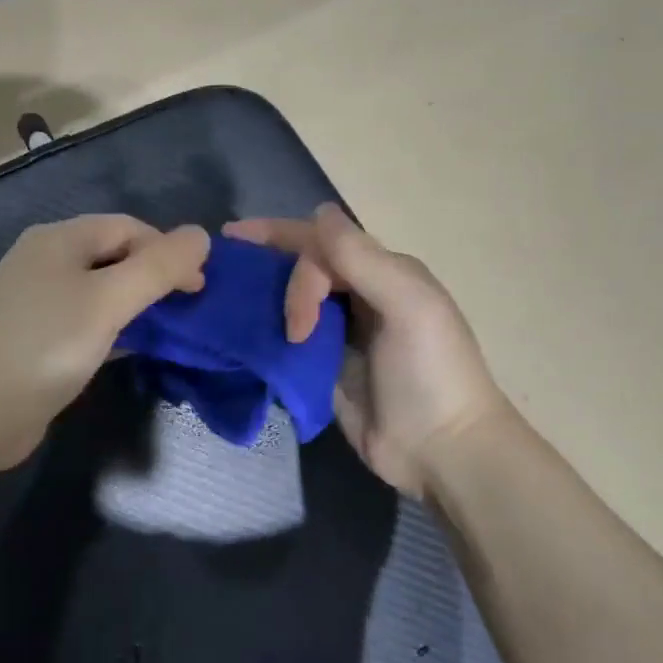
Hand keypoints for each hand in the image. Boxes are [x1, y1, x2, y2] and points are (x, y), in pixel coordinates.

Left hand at [0, 215, 209, 471]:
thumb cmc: (44, 344)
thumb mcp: (108, 301)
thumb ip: (158, 267)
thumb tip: (202, 234)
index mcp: (59, 239)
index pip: (128, 227)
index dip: (167, 250)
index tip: (199, 287)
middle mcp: (46, 262)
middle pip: (113, 257)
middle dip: (154, 277)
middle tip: (189, 310)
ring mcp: (37, 303)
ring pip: (100, 293)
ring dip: (136, 306)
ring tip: (171, 330)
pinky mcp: (36, 340)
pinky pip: (86, 323)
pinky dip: (114, 331)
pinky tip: (134, 349)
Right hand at [224, 204, 509, 497]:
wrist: (440, 451)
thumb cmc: (430, 372)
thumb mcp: (408, 306)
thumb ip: (363, 260)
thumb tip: (319, 211)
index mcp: (382, 273)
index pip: (322, 243)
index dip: (280, 236)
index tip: (234, 239)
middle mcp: (359, 296)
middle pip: (302, 267)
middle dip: (266, 264)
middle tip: (227, 274)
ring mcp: (339, 334)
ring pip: (290, 300)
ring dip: (261, 296)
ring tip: (222, 298)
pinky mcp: (321, 368)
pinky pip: (286, 340)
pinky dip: (263, 332)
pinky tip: (237, 332)